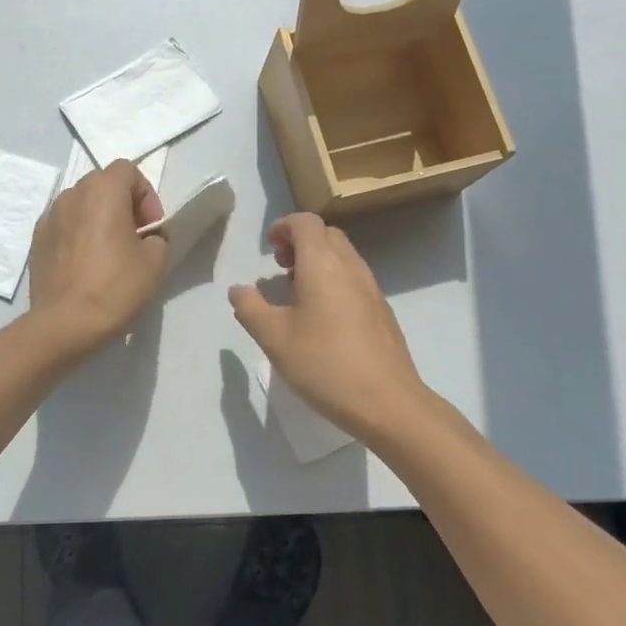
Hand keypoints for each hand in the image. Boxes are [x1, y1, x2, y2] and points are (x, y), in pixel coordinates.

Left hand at [29, 160, 167, 352]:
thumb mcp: (155, 261)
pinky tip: (85, 264)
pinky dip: (77, 234)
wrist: (65, 324)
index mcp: (102, 190)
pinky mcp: (37, 240)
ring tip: (108, 251)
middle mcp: (72, 194)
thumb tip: (145, 237)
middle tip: (134, 236)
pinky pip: (64, 225)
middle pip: (102, 183)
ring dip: (98, 217)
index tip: (151, 227)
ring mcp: (49, 216)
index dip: (146, 194)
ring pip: (81, 204)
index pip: (128, 170)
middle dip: (122, 203)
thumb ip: (156, 237)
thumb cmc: (115, 287)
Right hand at [229, 214, 432, 444]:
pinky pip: (354, 279)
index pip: (306, 222)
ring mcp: (371, 289)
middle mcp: (350, 267)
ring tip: (295, 292)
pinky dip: (334, 281)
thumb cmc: (324, 363)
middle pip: (326, 235)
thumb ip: (250, 308)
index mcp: (322, 264)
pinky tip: (321, 317)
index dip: (284, 226)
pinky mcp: (382, 311)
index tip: (268, 247)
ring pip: (343, 257)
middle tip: (279, 266)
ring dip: (317, 262)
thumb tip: (238, 289)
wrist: (387, 402)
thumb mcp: (273, 338)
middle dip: (300, 242)